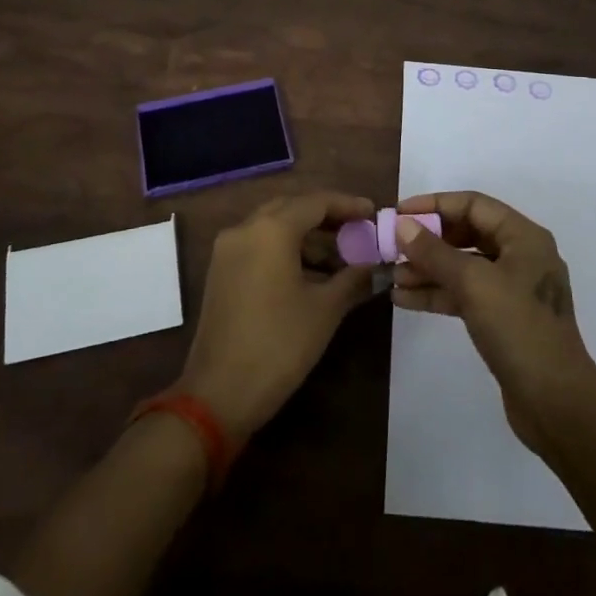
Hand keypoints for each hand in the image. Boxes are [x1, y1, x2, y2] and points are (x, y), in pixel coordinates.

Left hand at [176, 192, 378, 443]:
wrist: (218, 394)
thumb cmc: (279, 344)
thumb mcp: (325, 310)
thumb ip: (353, 279)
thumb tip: (376, 268)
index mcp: (271, 229)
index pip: (316, 202)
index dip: (347, 205)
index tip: (372, 212)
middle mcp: (245, 229)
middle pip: (292, 208)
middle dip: (326, 217)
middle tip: (357, 230)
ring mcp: (228, 250)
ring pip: (274, 227)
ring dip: (307, 236)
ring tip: (340, 258)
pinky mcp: (221, 272)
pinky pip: (259, 245)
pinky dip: (286, 250)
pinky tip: (311, 274)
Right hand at [393, 191, 595, 456]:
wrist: (556, 404)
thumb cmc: (519, 329)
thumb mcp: (474, 284)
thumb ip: (435, 253)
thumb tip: (402, 226)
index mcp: (523, 237)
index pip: (473, 204)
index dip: (434, 205)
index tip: (399, 214)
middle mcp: (520, 256)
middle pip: (467, 234)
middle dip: (428, 240)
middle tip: (392, 247)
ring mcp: (512, 289)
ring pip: (463, 267)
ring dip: (428, 269)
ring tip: (391, 276)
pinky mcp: (503, 318)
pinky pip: (465, 294)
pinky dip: (438, 294)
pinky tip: (404, 300)